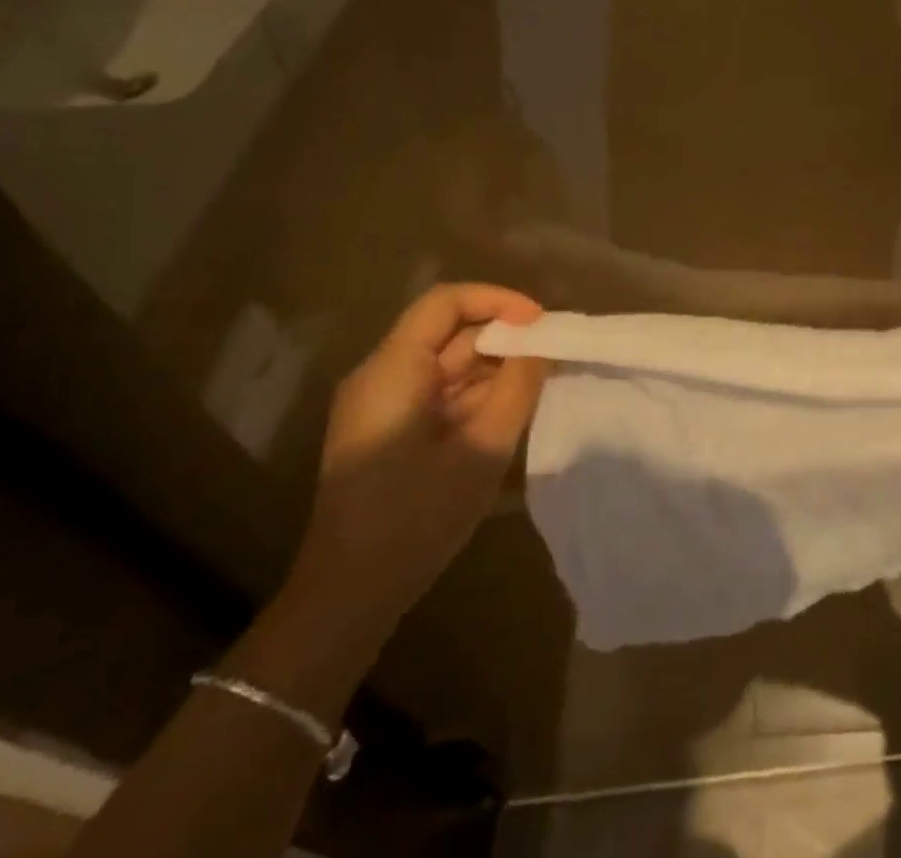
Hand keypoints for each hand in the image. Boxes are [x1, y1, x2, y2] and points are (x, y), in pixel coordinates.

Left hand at [286, 284, 548, 636]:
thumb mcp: (482, 449)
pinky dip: (478, 396)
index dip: (497, 301)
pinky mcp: (390, 431)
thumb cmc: (415, 518)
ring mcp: (383, 406)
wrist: (347, 599)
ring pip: (448, 364)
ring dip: (494, 370)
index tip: (540, 323)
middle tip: (553, 356)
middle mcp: (382, 377)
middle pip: (449, 333)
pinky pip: (441, 394)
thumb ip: (519, 387)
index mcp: (392, 370)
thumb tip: (542, 344)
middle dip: (503, 338)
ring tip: (540, 387)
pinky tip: (510, 415)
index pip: (446, 302)